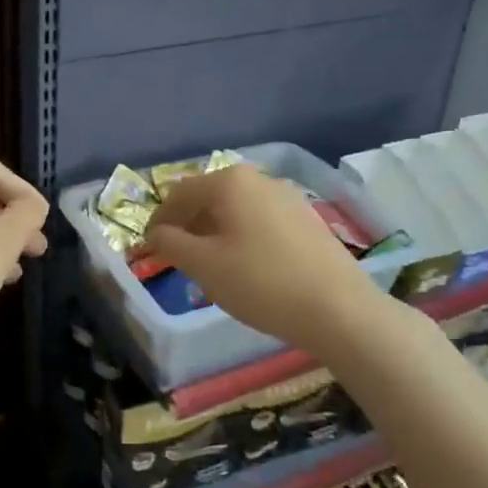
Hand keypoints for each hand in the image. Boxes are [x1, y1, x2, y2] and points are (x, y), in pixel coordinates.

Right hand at [146, 164, 385, 355]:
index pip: (179, 193)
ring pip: (236, 210)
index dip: (159, 220)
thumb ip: (171, 244)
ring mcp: (287, 198)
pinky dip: (241, 237)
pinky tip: (246, 268)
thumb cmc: (261, 282)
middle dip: (188, 226)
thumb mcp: (204, 266)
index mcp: (230, 181)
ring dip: (214, 233)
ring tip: (210, 267)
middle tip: (178, 259)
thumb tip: (157, 233)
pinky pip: (260, 221)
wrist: (339, 308)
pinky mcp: (307, 220)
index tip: (149, 248)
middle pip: (209, 197)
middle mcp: (259, 179)